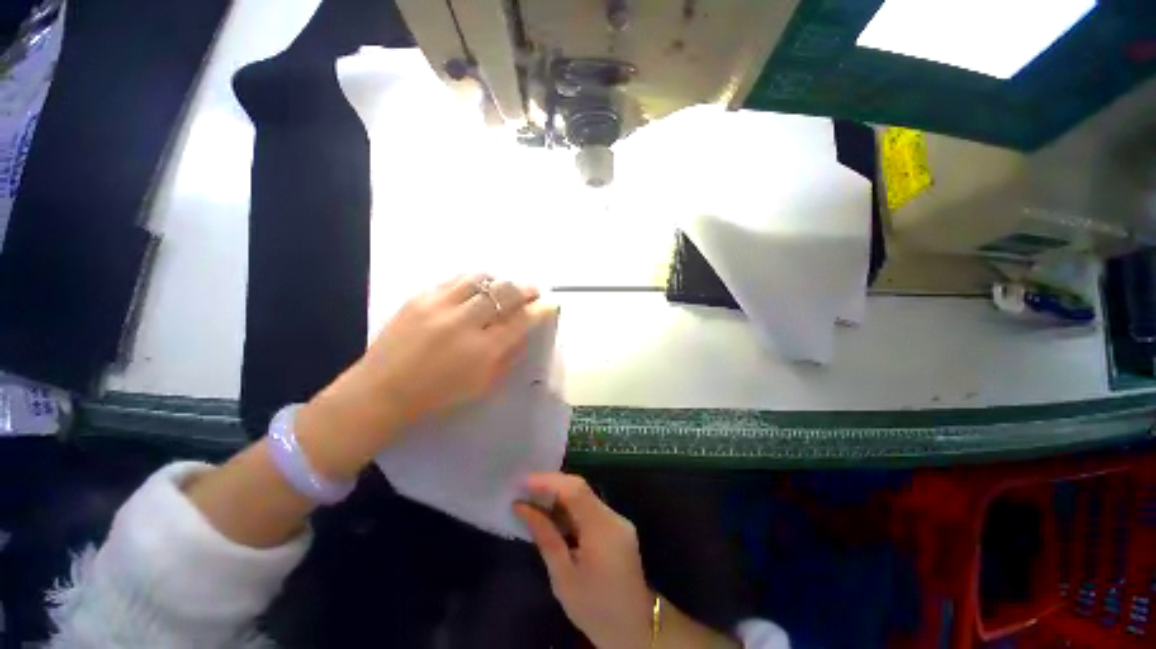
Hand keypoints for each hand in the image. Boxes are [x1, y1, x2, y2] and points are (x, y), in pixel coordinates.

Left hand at [361, 273, 541, 422]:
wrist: (383, 391)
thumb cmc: (438, 396)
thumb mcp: (483, 384)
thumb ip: (508, 357)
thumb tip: (524, 332)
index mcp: (483, 351)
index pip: (522, 320)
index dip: (540, 309)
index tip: (549, 304)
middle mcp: (464, 323)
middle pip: (505, 292)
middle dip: (526, 289)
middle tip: (533, 291)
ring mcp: (440, 306)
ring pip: (481, 278)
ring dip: (500, 281)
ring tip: (504, 287)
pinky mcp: (420, 297)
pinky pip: (455, 279)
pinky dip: (473, 281)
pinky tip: (477, 288)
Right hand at [514, 473, 653, 648]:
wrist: (634, 630)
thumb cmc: (594, 608)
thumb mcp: (563, 576)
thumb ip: (545, 536)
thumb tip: (521, 507)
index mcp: (603, 529)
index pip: (575, 490)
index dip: (548, 481)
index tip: (522, 482)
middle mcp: (613, 517)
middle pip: (581, 488)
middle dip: (551, 484)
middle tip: (524, 488)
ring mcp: (618, 520)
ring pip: (585, 496)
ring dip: (559, 495)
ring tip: (533, 498)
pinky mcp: (617, 527)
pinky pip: (590, 508)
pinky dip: (570, 507)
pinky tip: (553, 514)